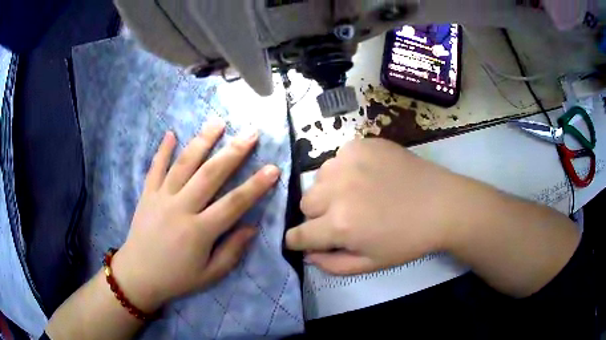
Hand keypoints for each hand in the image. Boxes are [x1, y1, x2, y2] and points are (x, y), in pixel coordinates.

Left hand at [111, 121, 280, 311]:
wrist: (138, 275)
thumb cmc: (177, 278)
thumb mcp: (210, 274)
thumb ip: (232, 251)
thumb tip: (252, 226)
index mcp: (199, 232)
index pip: (233, 203)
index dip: (256, 185)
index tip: (273, 168)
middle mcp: (180, 209)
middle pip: (210, 175)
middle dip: (233, 152)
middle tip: (251, 133)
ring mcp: (161, 198)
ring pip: (183, 164)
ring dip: (202, 141)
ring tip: (218, 122)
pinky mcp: (146, 194)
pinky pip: (155, 168)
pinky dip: (162, 150)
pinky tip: (171, 132)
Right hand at [286, 138, 465, 274]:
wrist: (441, 204)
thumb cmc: (408, 240)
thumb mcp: (370, 263)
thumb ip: (332, 264)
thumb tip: (307, 254)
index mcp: (339, 224)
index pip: (297, 234)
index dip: (297, 240)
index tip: (302, 240)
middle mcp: (337, 190)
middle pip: (305, 203)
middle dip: (317, 215)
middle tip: (341, 217)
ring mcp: (348, 162)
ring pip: (319, 179)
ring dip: (330, 190)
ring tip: (356, 194)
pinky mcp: (360, 145)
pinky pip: (338, 158)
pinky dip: (345, 169)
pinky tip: (367, 175)